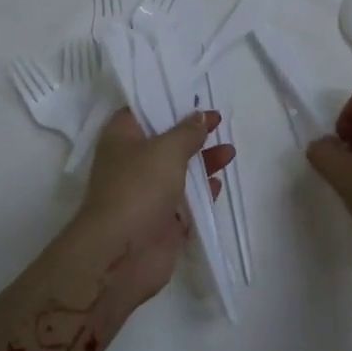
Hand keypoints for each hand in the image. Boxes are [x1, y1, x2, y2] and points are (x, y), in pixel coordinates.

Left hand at [73, 108, 234, 303]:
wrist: (122, 253)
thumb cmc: (139, 188)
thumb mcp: (167, 149)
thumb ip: (187, 132)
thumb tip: (200, 116)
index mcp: (121, 138)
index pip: (141, 111)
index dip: (167, 102)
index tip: (195, 98)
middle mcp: (131, 163)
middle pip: (164, 141)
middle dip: (191, 133)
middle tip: (219, 123)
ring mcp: (146, 194)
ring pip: (178, 171)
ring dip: (203, 161)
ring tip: (229, 152)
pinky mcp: (160, 221)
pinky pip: (185, 201)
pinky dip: (202, 192)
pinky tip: (219, 185)